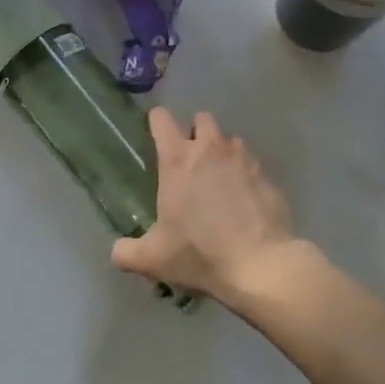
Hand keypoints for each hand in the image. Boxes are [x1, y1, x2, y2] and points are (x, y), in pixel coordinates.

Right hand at [112, 109, 300, 306]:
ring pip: (229, 139)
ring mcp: (242, 159)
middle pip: (201, 119)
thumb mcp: (153, 259)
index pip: (162, 119)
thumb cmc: (200, 253)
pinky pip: (252, 163)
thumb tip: (118, 251)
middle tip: (191, 162)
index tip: (156, 136)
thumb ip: (127, 252)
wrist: (260, 265)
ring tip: (220, 180)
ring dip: (222, 152)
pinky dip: (245, 174)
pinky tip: (244, 200)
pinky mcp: (266, 175)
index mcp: (177, 159)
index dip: (157, 123)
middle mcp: (210, 148)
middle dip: (195, 133)